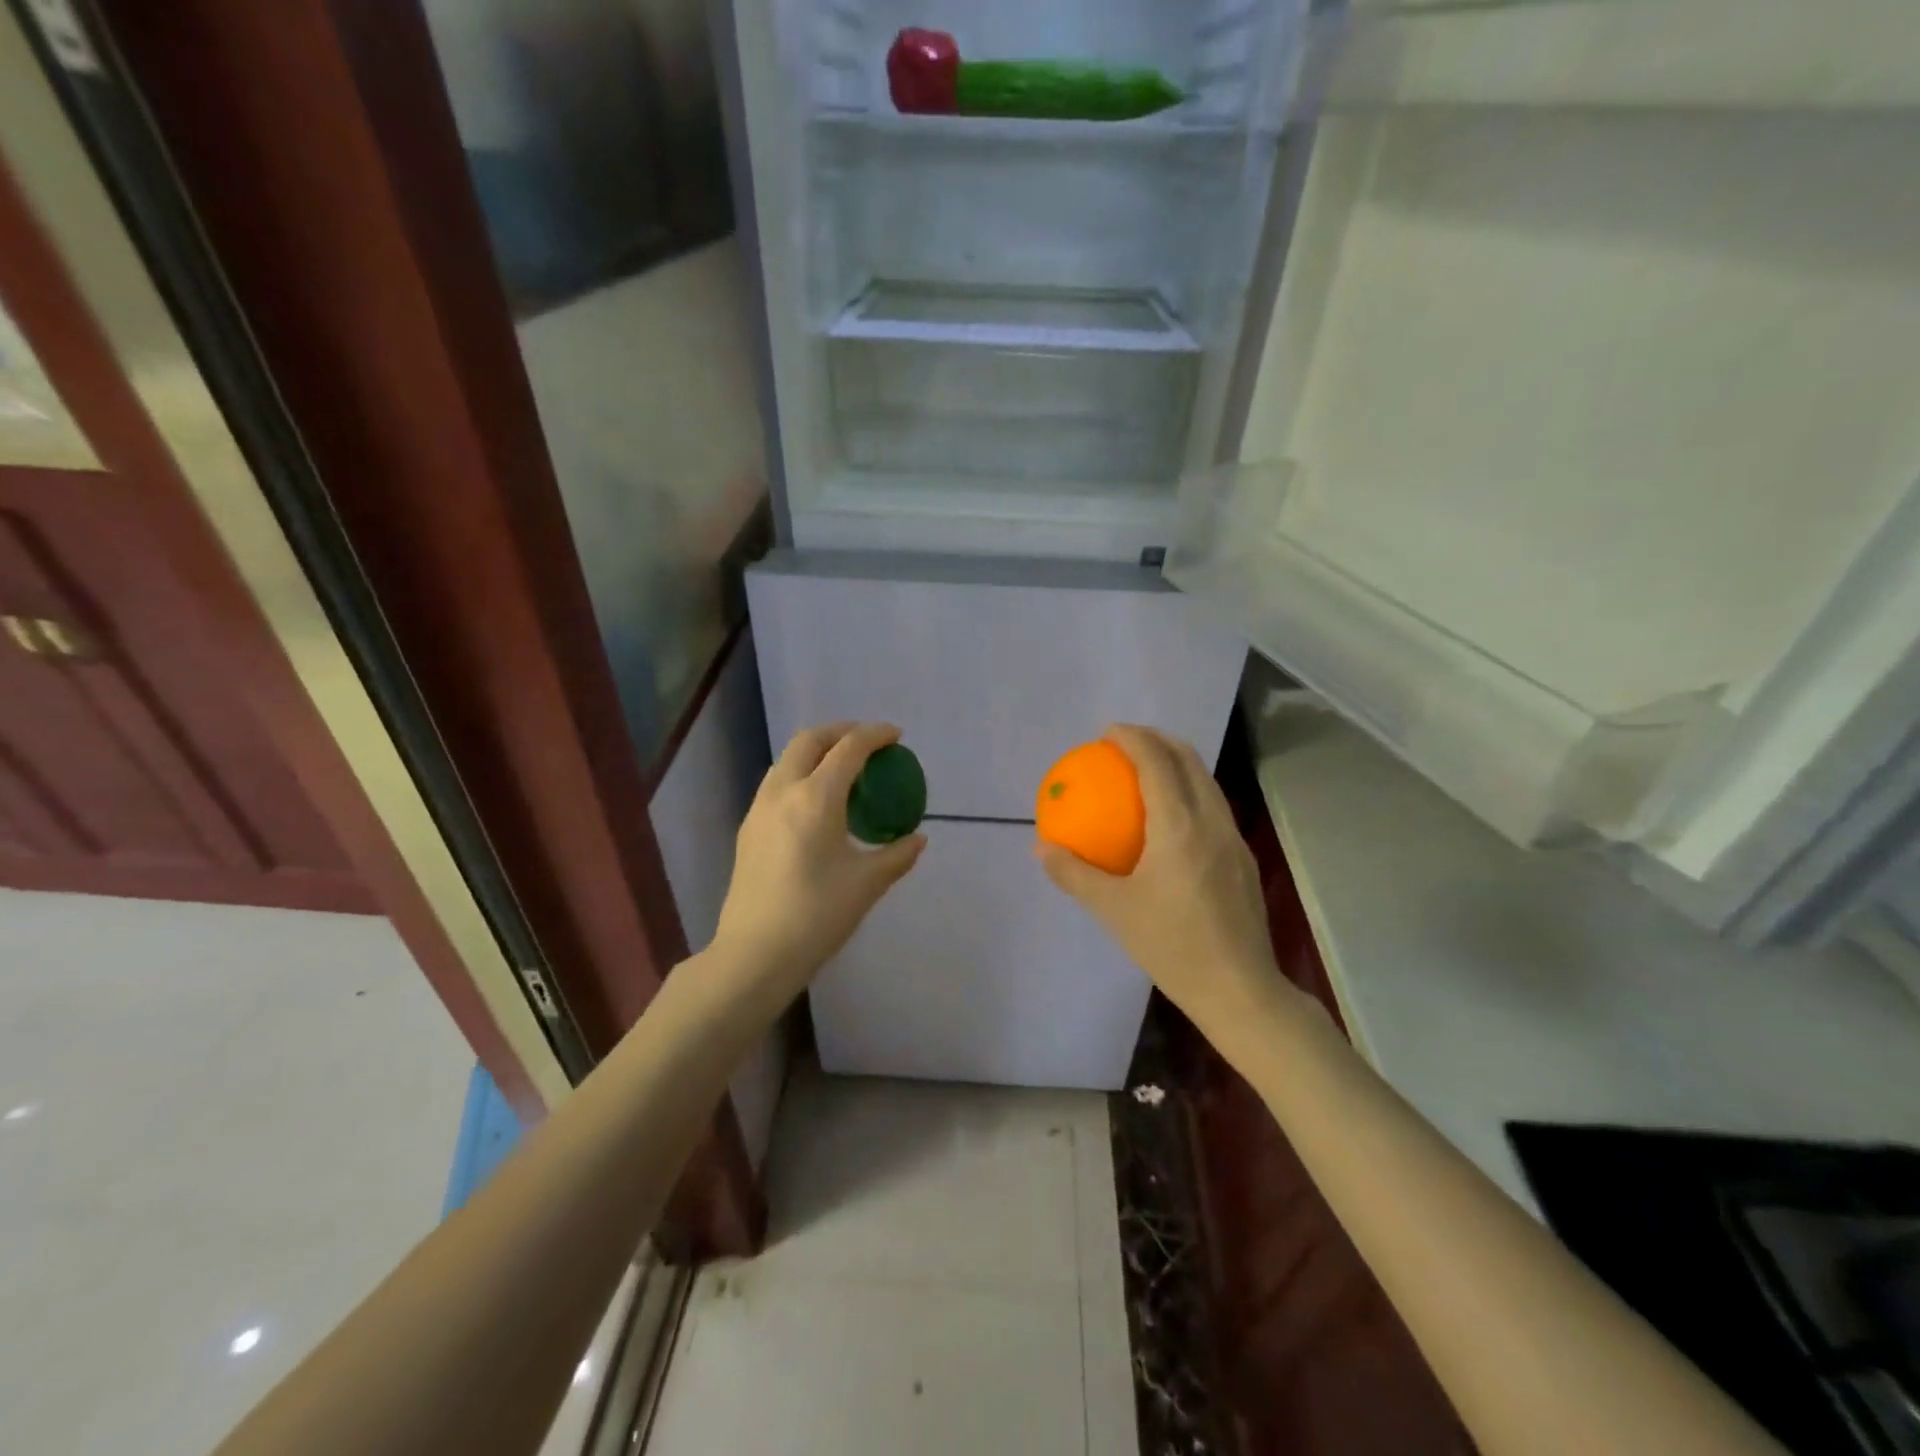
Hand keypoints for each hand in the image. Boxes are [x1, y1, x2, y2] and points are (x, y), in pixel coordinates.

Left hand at [712, 721, 925, 1008]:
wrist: (755, 953)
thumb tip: (916, 839)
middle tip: (867, 742)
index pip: (849, 749)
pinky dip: (801, 774)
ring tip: (842, 767)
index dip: (875, 735)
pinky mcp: (748, 829)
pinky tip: (816, 802)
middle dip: (841, 731)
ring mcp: (759, 809)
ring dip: (816, 751)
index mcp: (815, 798)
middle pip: (810, 741)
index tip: (895, 735)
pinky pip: (777, 783)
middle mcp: (783, 791)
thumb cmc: (817, 915)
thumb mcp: (867, 884)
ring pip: (788, 760)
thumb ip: (897, 855)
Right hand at [1036, 725, 1295, 1041]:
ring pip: (1207, 782)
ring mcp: (1234, 839)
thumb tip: (1043, 848)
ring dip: (1178, 763)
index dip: (1133, 738)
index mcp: (1179, 827)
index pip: (1157, 763)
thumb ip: (1075, 874)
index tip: (1108, 732)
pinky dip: (1190, 792)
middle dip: (1159, 740)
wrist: (1239, 989)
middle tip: (1127, 742)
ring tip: (1148, 770)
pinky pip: (1214, 807)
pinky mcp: (1243, 859)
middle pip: (1189, 760)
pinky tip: (1171, 820)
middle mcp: (1212, 821)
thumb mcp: (1113, 910)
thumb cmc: (1171, 946)